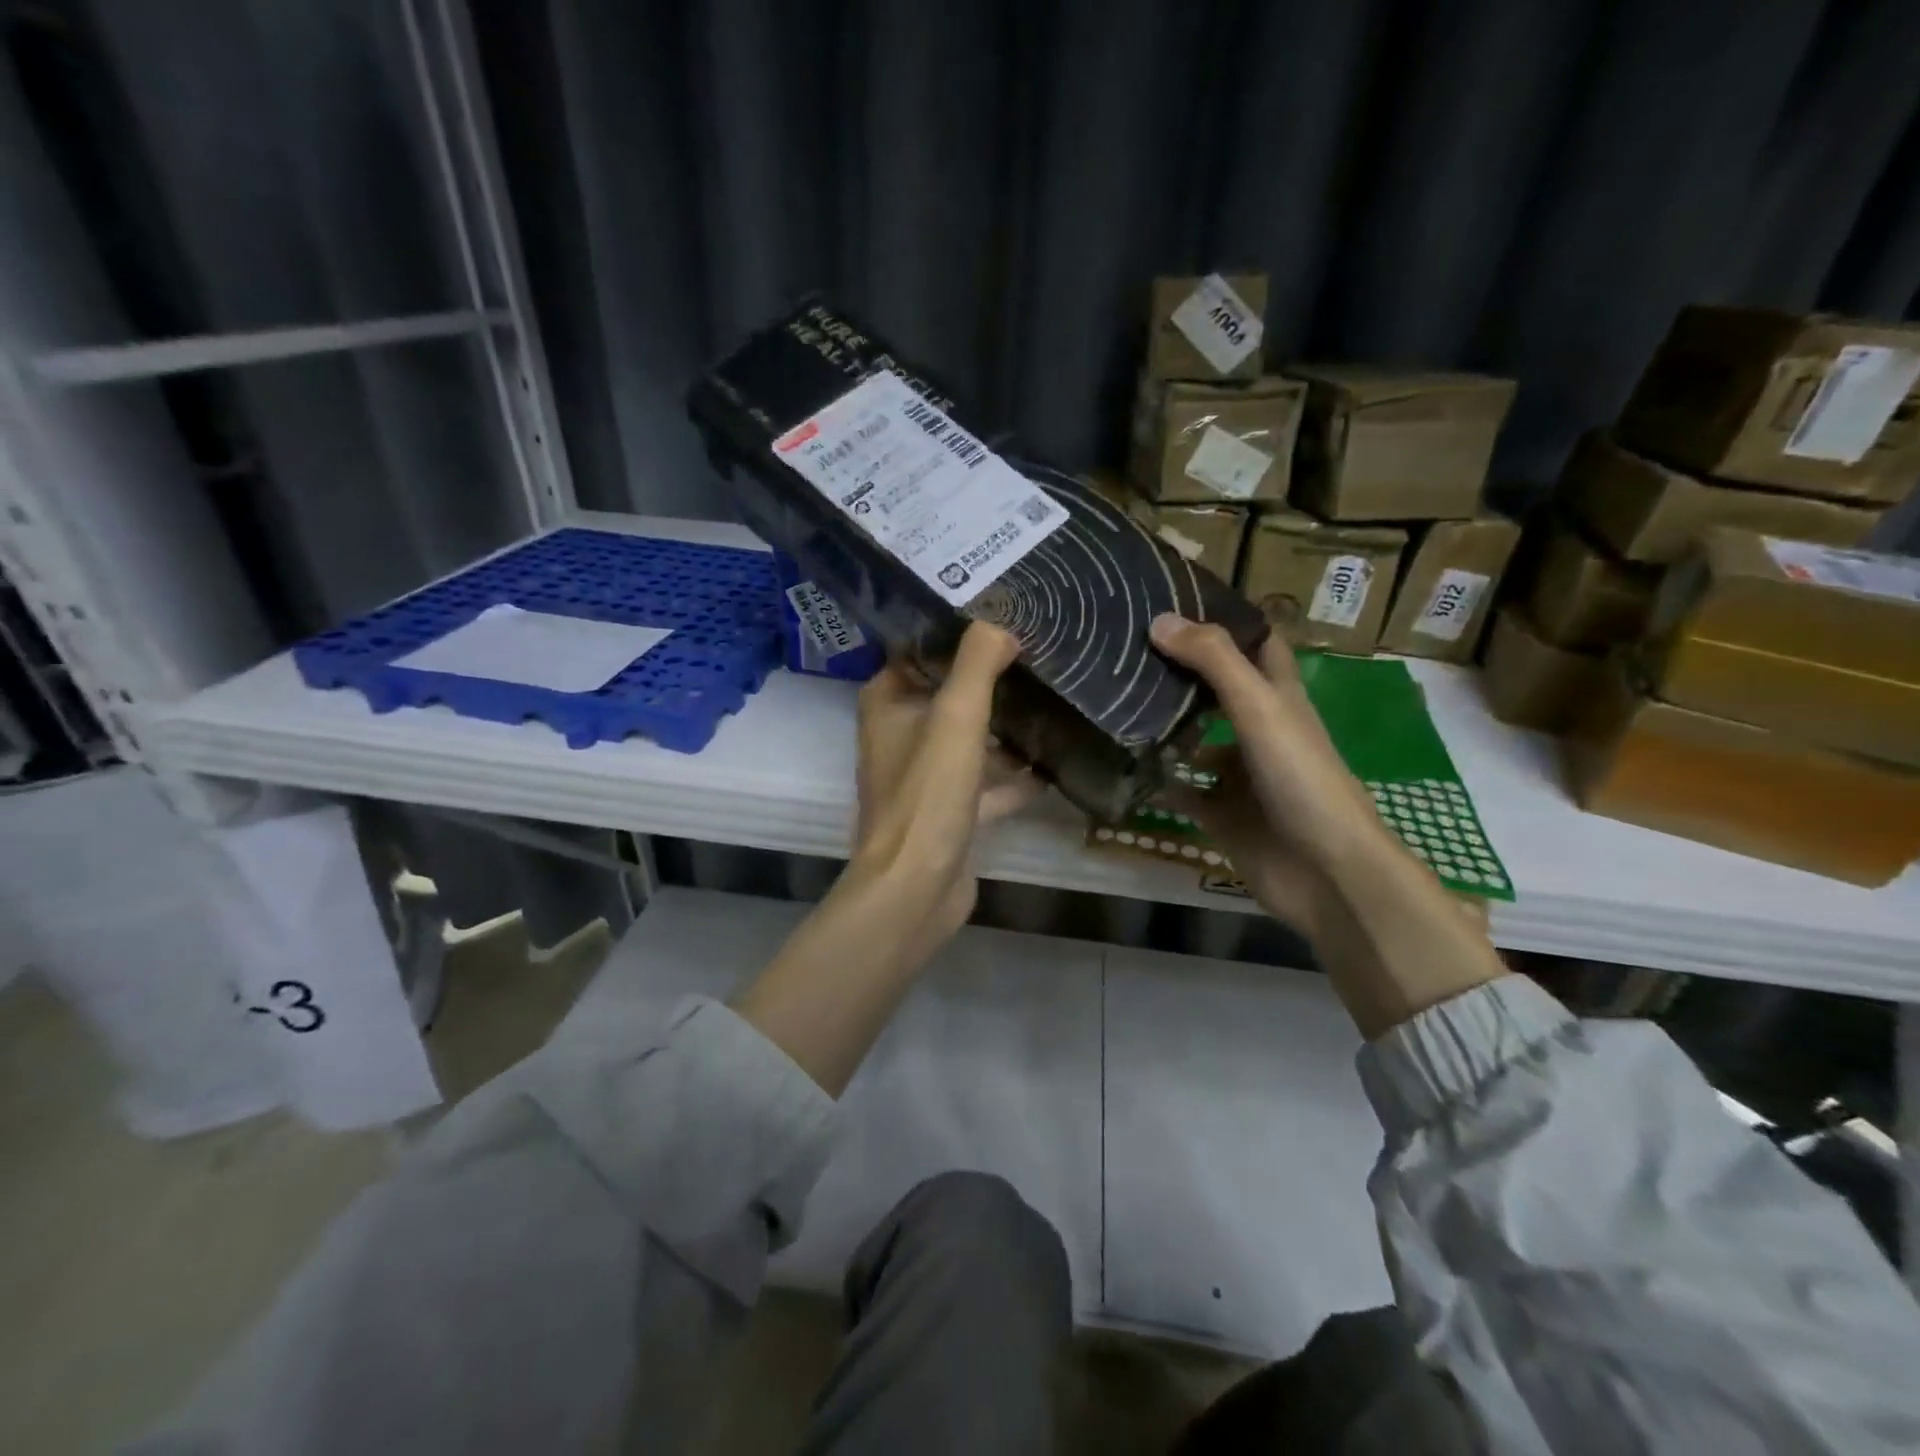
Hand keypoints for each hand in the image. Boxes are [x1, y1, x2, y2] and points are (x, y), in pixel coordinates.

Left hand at [848, 622, 1040, 953]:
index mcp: (888, 704)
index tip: (1002, 614)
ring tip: (1053, 701)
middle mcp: (900, 735)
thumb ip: (977, 664)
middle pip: (948, 694)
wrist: (917, 886)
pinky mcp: (949, 812)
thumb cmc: (928, 793)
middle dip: (989, 679)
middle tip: (1039, 653)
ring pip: (969, 740)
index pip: (919, 651)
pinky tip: (1052, 766)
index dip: (956, 633)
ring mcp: (924, 777)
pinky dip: (1013, 777)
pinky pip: (985, 783)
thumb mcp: (955, 717)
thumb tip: (1001, 623)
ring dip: (1004, 729)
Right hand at [1149, 614, 1388, 933]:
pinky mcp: (1221, 814)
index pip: (1256, 644)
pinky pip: (1182, 791)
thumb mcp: (1259, 707)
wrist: (1324, 871)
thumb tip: (1159, 620)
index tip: (1176, 600)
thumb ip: (1214, 661)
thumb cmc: (1300, 778)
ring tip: (1114, 702)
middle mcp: (1259, 730)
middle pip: (1218, 690)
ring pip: (1196, 741)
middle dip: (1180, 671)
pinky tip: (1122, 765)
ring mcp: (1239, 775)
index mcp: (1279, 697)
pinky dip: (1158, 780)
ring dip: (1164, 726)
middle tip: (1127, 650)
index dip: (1225, 620)